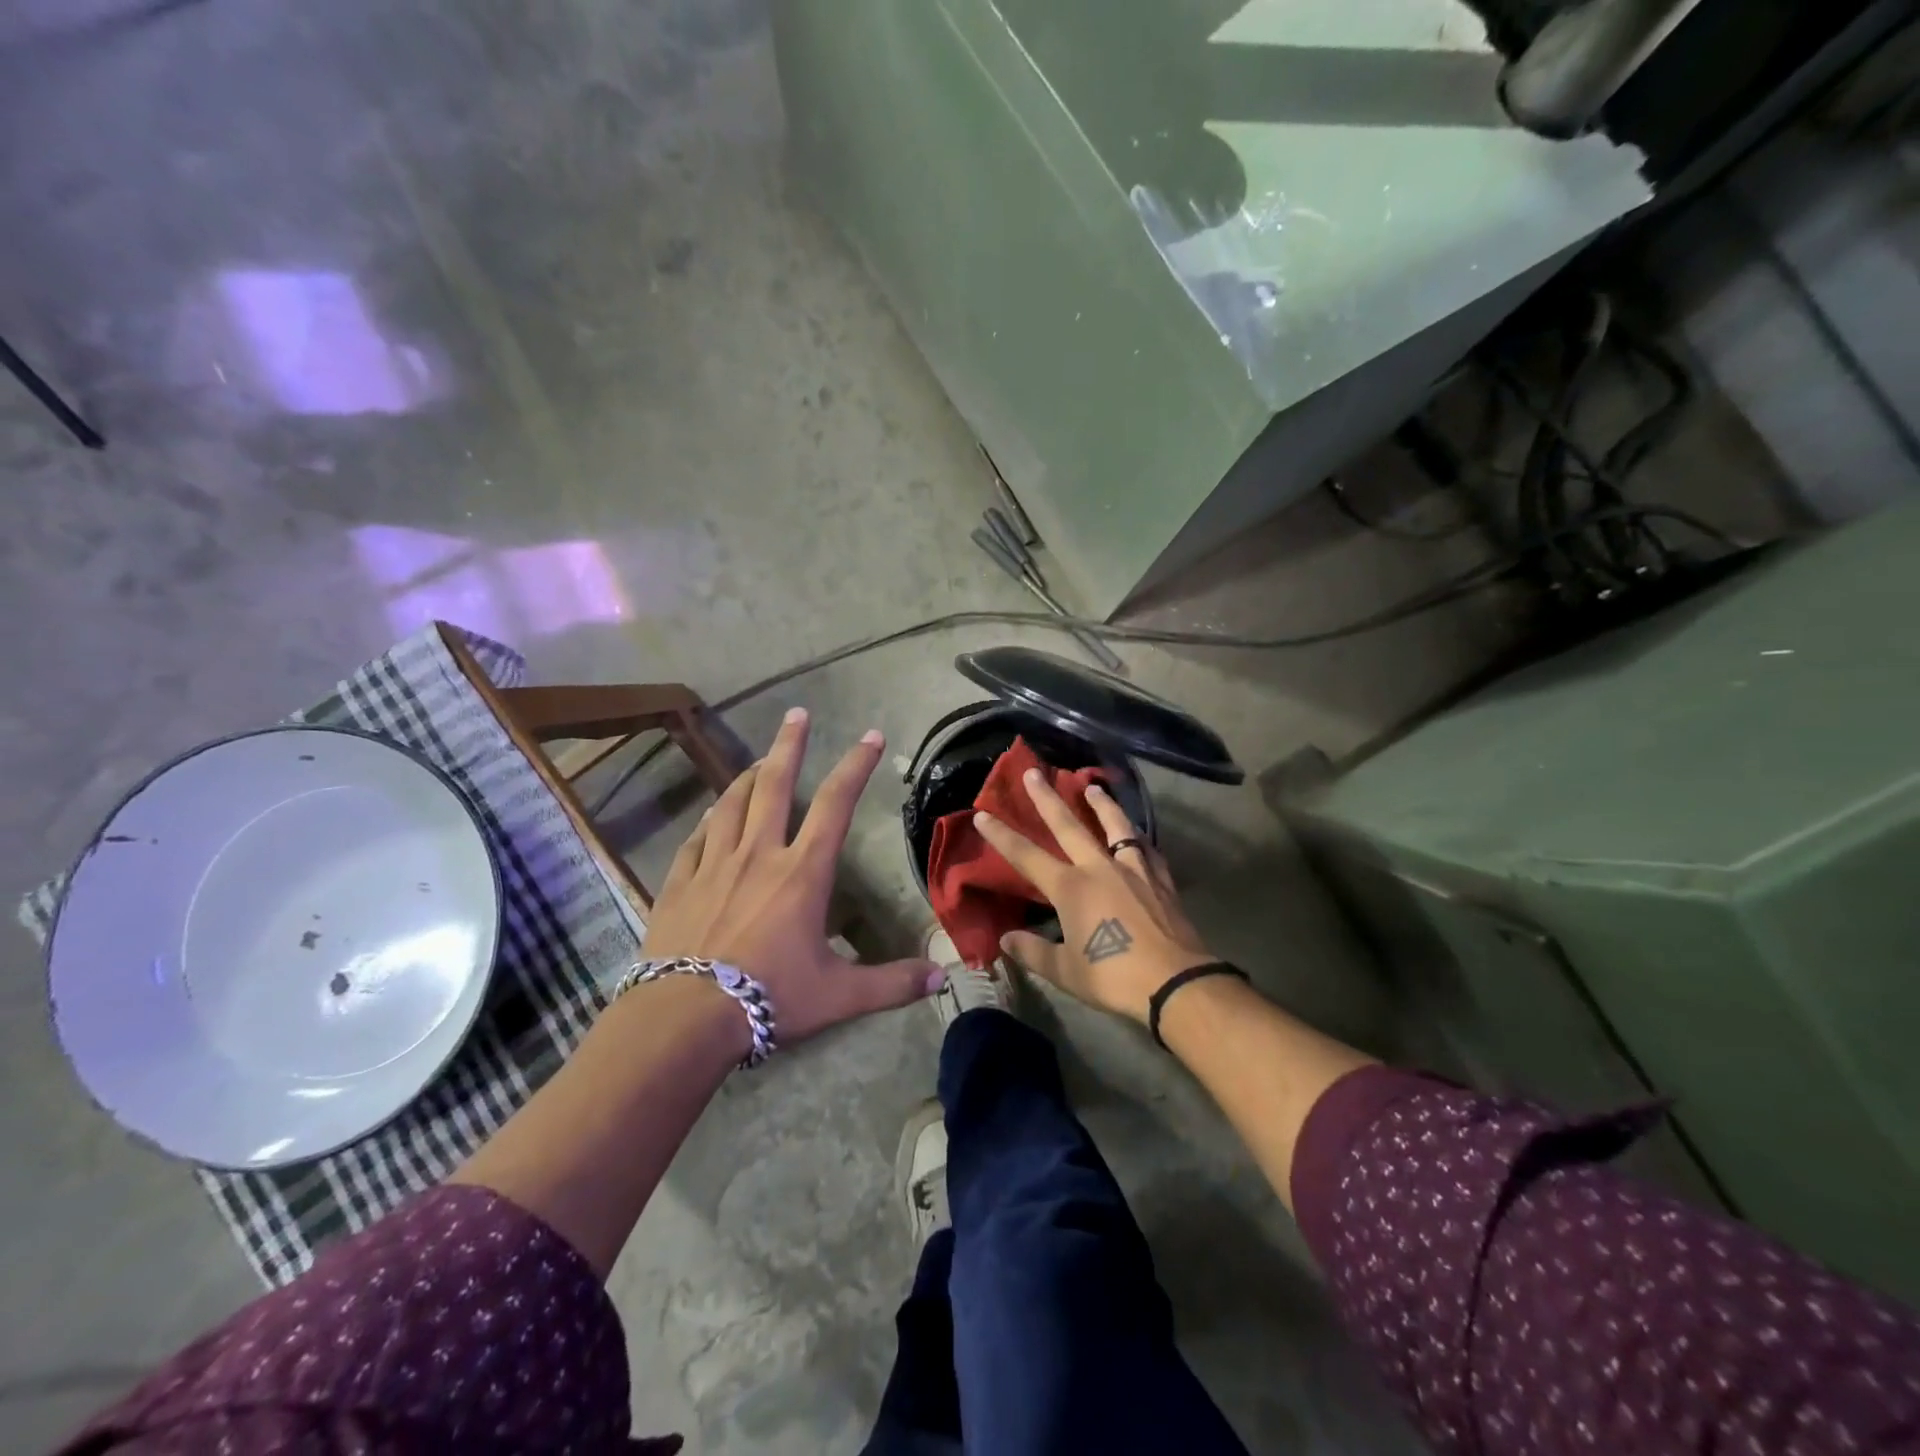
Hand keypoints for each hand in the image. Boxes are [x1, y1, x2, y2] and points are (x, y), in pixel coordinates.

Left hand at [641, 708, 942, 1046]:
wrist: (685, 1017)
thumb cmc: (770, 997)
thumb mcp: (840, 994)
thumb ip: (892, 983)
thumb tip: (942, 978)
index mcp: (802, 872)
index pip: (835, 804)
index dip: (855, 766)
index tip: (870, 736)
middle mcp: (759, 854)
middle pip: (774, 786)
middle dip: (789, 745)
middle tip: (797, 714)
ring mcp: (714, 865)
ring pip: (731, 804)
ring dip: (747, 776)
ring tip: (758, 760)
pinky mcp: (679, 883)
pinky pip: (695, 839)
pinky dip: (708, 821)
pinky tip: (710, 815)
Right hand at [974, 770, 1215, 1024]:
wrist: (1176, 983)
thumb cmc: (1113, 978)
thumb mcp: (1065, 971)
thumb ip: (1033, 951)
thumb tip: (1005, 940)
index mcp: (1071, 889)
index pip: (1027, 856)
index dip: (1002, 836)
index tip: (983, 814)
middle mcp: (1100, 869)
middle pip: (1069, 826)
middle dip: (1048, 798)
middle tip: (1035, 772)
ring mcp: (1134, 871)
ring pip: (1116, 827)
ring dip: (1102, 805)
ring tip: (1093, 787)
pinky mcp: (1162, 882)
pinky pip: (1147, 851)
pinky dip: (1138, 839)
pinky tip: (1138, 835)